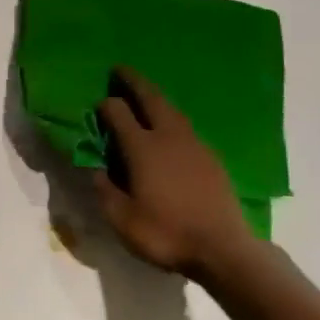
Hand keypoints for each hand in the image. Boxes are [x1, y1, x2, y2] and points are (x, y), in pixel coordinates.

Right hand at [91, 67, 250, 279]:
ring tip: (146, 94)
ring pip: (172, 110)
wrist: (223, 250)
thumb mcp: (122, 220)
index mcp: (142, 147)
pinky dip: (173, 118)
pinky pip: (186, 127)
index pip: (118, 113)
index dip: (105, 105)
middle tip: (120, 70)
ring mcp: (194, 144)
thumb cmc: (167, 234)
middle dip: (133, 82)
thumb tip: (96, 170)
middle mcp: (167, 136)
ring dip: (156, 97)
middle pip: (150, 99)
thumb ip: (105, 191)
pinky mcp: (211, 157)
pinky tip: (171, 129)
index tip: (97, 104)